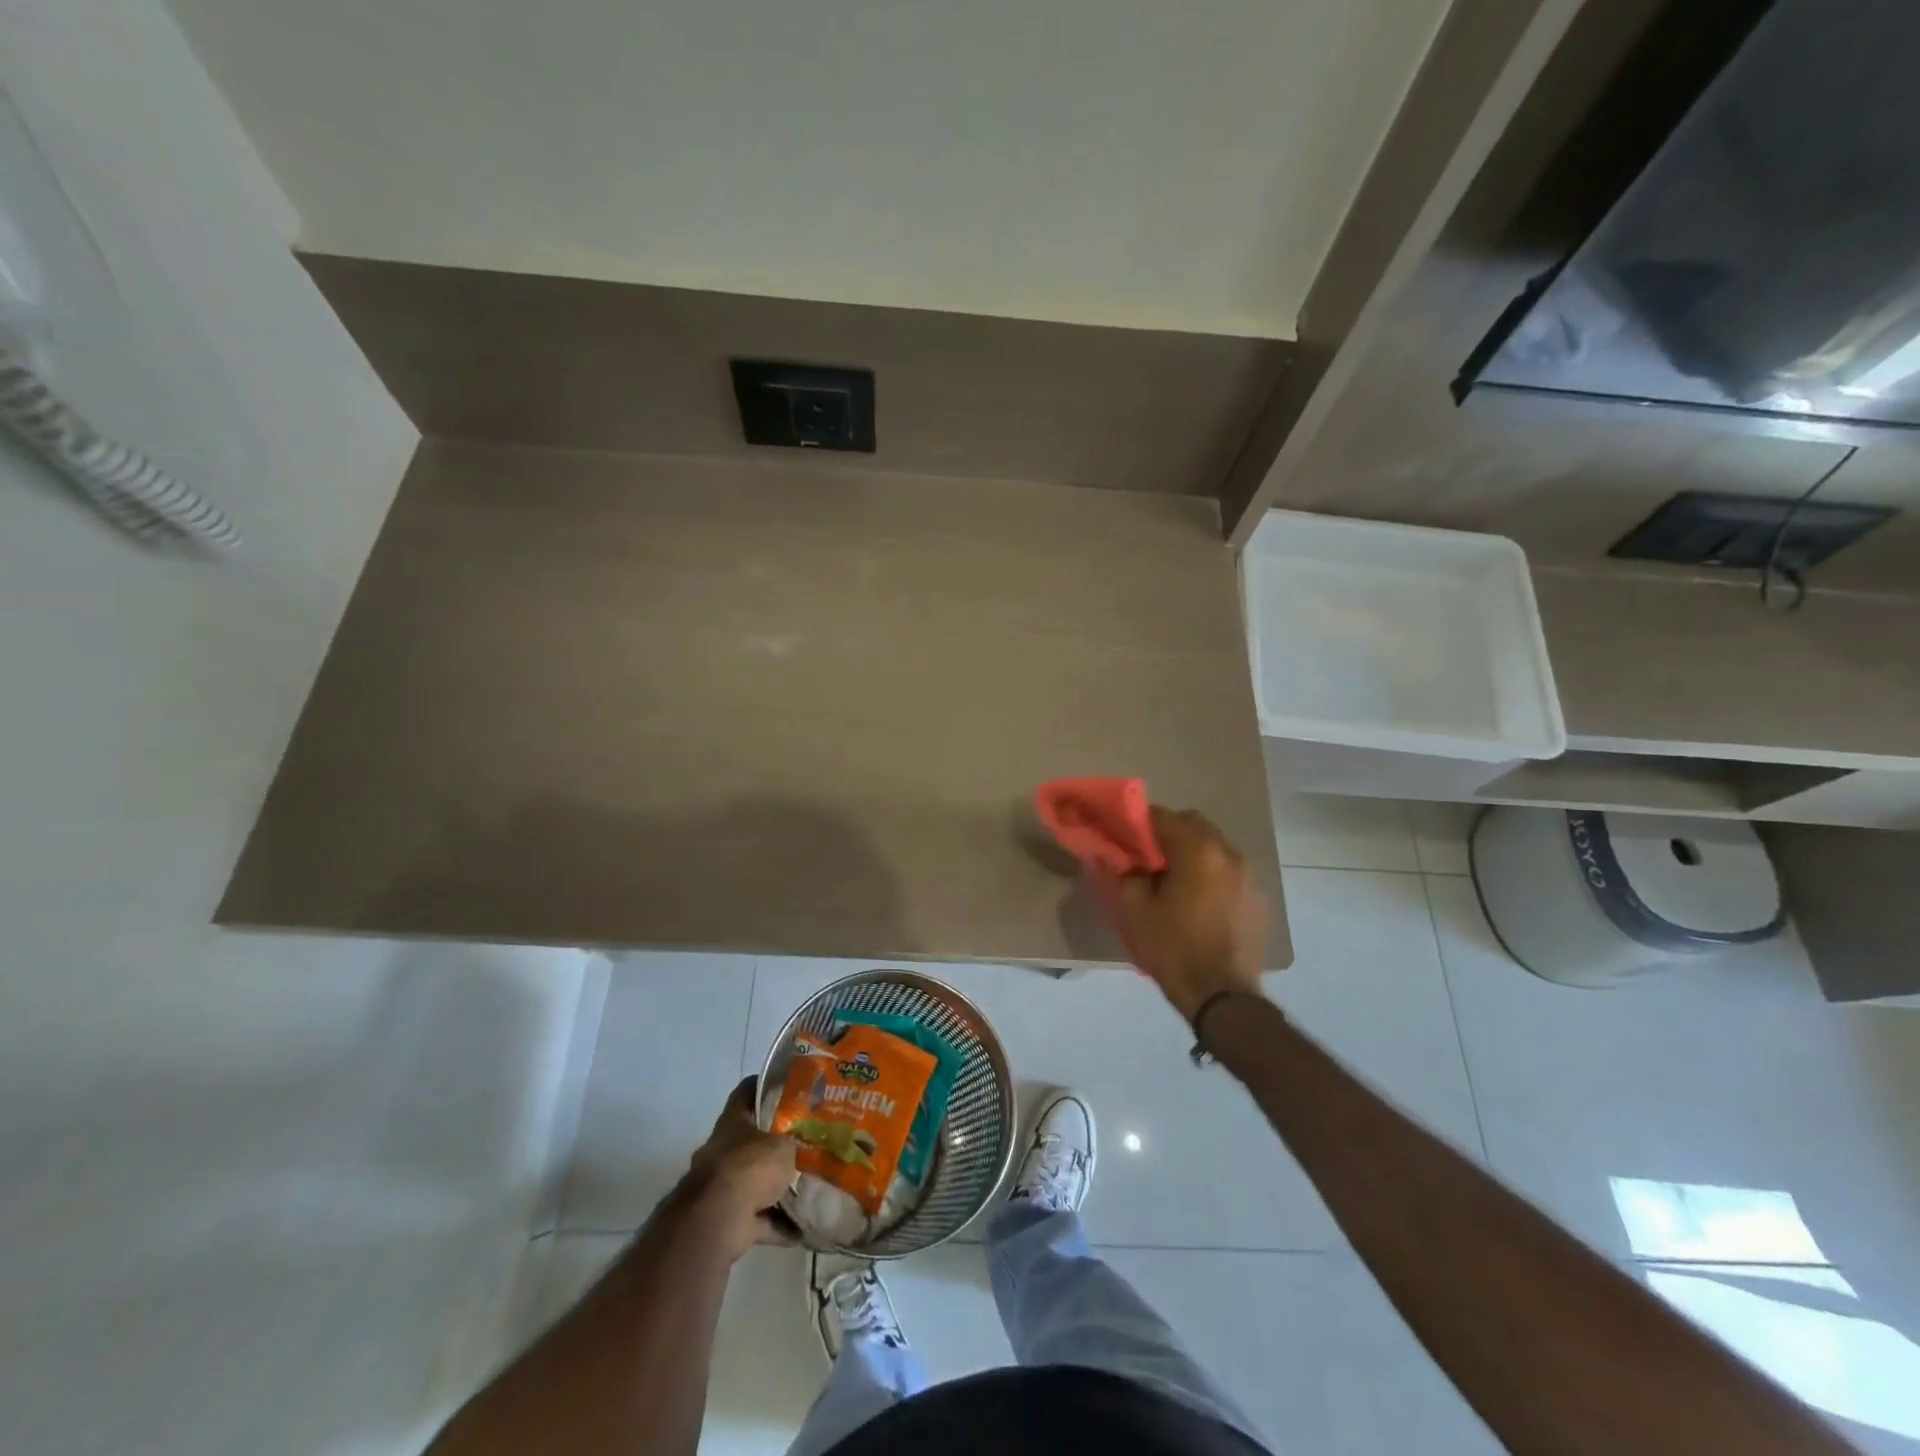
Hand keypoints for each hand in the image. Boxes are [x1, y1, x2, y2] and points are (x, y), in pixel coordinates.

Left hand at [682, 1077, 798, 1260]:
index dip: (765, 1085)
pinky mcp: (728, 1220)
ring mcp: (722, 1187)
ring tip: (809, 1186)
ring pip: (755, 1182)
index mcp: (733, 1122)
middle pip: (751, 1140)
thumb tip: (803, 1145)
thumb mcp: (783, 1144)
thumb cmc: (750, 1167)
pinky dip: (778, 1225)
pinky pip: (758, 1219)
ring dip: (777, 1188)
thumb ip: (793, 1142)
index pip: (746, 1091)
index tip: (788, 1085)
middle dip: (776, 1143)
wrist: (717, 1220)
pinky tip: (803, 1228)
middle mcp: (724, 1151)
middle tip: (806, 1140)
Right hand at [1104, 806, 1268, 1020]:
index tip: (1123, 837)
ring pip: (1214, 847)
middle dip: (1168, 834)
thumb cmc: (1173, 948)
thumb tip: (1124, 861)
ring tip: (1171, 880)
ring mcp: (1249, 876)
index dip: (1139, 823)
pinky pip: (1228, 871)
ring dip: (1191, 853)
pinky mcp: (1257, 899)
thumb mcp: (1134, 910)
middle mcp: (1228, 853)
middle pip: (1194, 826)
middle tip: (1146, 857)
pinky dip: (1210, 874)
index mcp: (1198, 850)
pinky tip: (1196, 901)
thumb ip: (1125, 874)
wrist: (1222, 996)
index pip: (1163, 817)